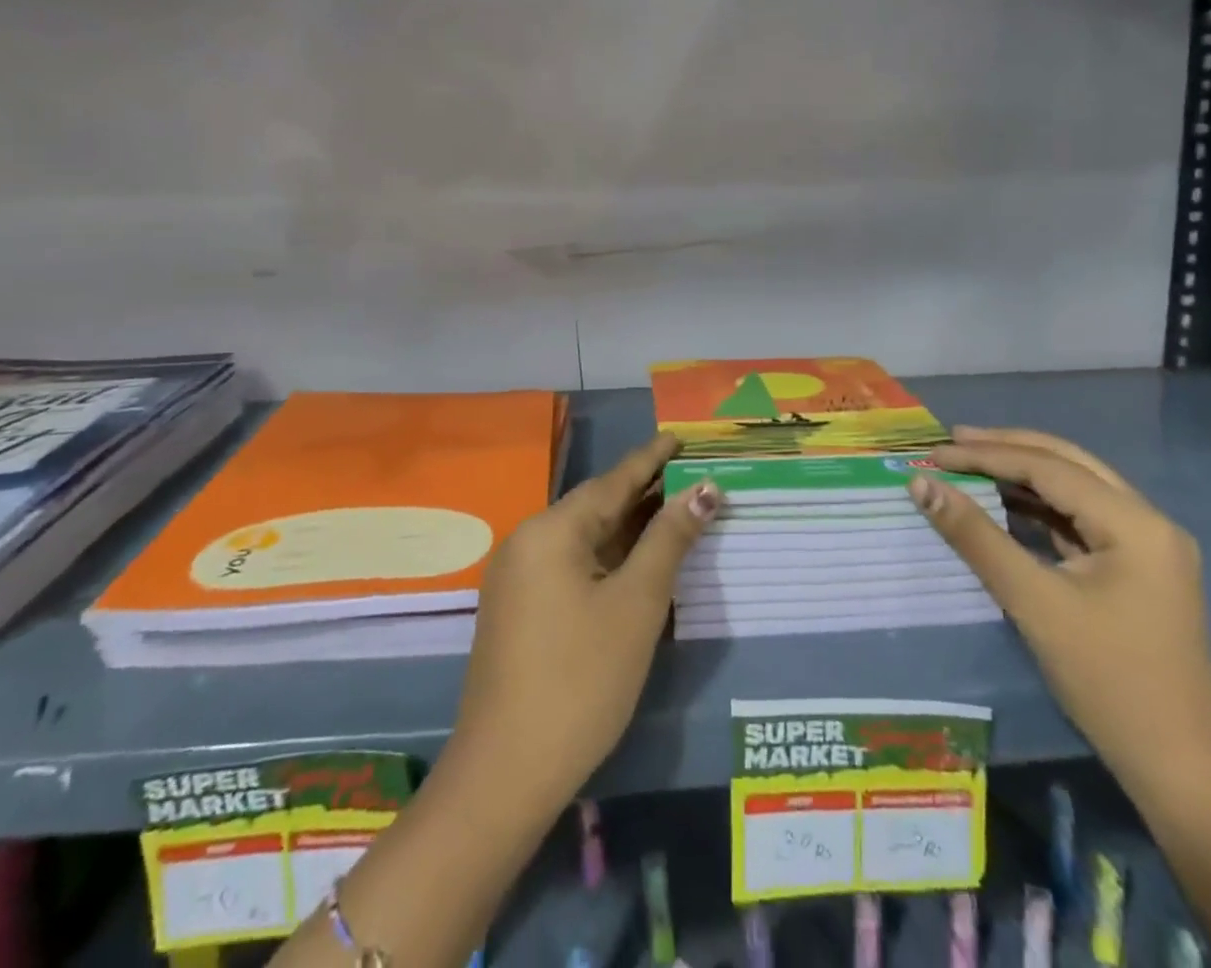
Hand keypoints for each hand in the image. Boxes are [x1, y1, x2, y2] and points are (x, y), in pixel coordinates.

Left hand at [449, 434, 719, 811]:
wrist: (506, 774)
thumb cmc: (581, 679)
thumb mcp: (636, 603)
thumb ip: (669, 540)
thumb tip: (704, 491)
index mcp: (550, 530)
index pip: (613, 481)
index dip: (651, 459)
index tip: (679, 436)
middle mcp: (528, 542)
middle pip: (597, 506)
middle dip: (645, 492)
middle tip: (690, 475)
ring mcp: (519, 578)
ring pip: (585, 538)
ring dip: (629, 527)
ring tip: (674, 510)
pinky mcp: (520, 609)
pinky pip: (571, 565)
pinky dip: (608, 557)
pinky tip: (637, 560)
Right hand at [912, 426, 1210, 800]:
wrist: (1181, 771)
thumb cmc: (1108, 682)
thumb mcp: (1034, 603)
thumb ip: (976, 537)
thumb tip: (922, 484)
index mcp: (1135, 523)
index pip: (1048, 467)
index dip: (986, 456)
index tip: (934, 453)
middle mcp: (1148, 521)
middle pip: (1068, 463)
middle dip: (1007, 448)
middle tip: (952, 441)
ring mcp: (1147, 546)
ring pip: (1075, 488)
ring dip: (1022, 474)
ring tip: (969, 464)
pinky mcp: (1137, 569)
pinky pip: (1080, 519)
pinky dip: (1038, 507)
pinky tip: (1004, 505)